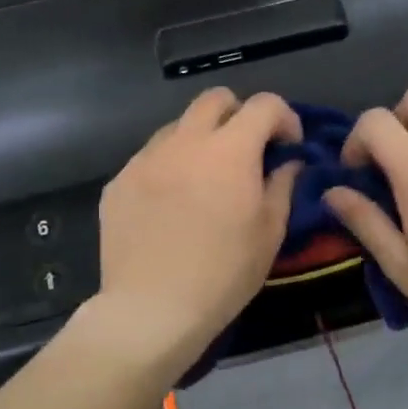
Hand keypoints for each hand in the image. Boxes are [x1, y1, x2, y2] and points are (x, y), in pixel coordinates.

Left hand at [95, 88, 301, 365]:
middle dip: (239, 114)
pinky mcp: (118, 182)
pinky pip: (150, 158)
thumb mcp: (270, 232)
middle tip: (248, 150)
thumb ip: (282, 185)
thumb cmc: (224, 273)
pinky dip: (170, 167)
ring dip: (201, 140)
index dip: (284, 118)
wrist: (152, 309)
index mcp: (229, 150)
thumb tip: (288, 163)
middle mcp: (184, 141)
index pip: (264, 105)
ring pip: (178, 127)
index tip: (289, 147)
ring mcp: (145, 159)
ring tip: (206, 178)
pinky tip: (172, 204)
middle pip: (215, 99)